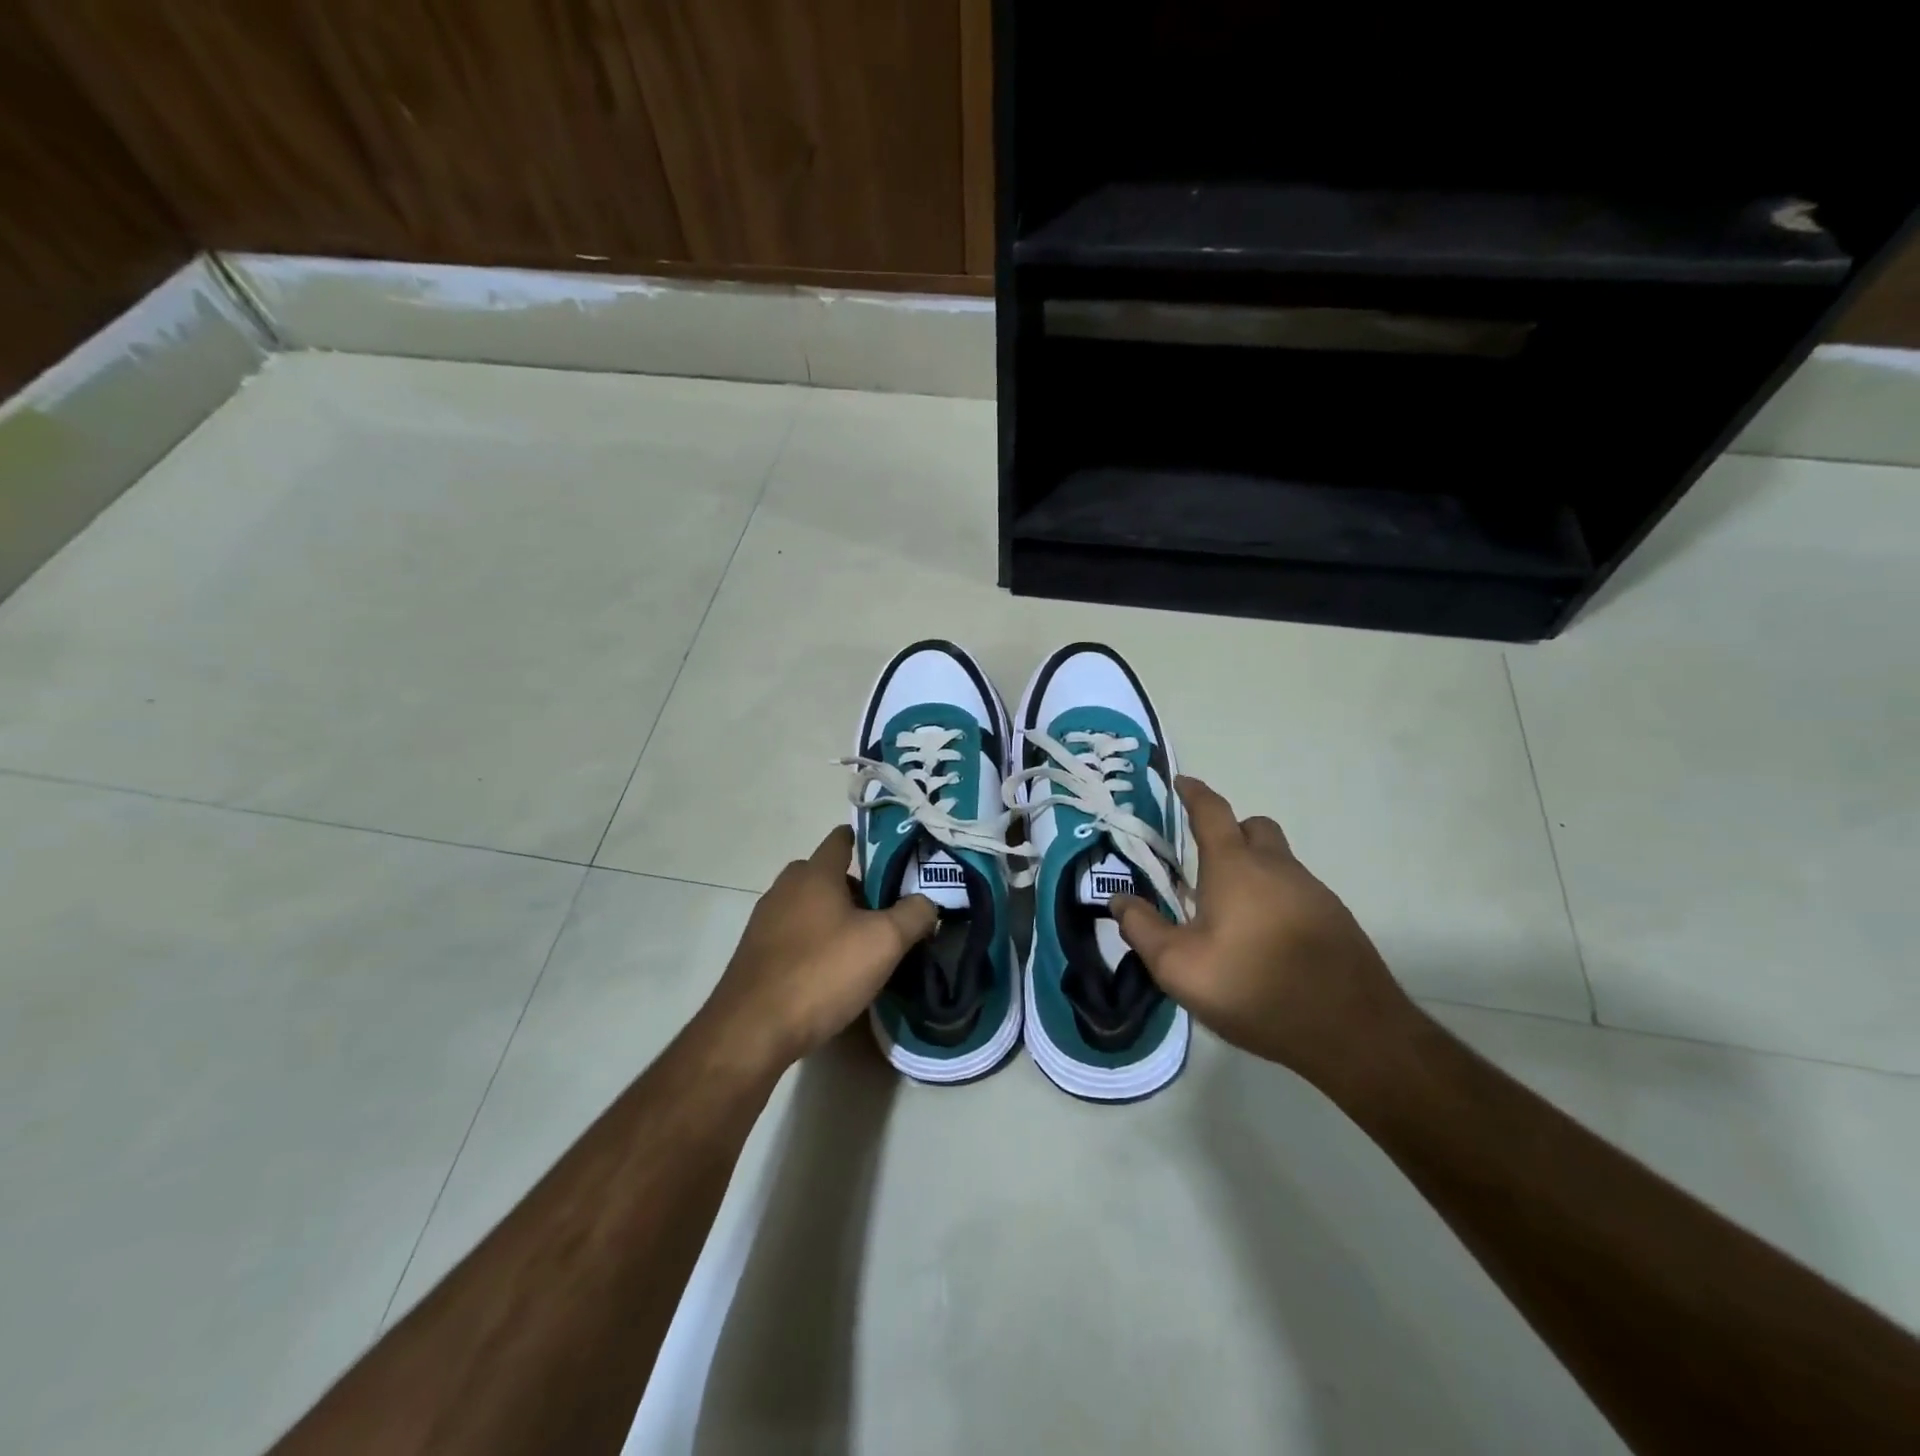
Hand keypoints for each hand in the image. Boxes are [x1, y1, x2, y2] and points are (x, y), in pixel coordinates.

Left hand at [699, 825, 937, 1070]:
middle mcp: (785, 888)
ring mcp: (765, 922)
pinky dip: (815, 944)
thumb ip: (914, 915)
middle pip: (827, 875)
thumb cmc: (822, 973)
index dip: (869, 843)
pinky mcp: (755, 954)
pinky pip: (794, 936)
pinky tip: (831, 974)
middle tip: (887, 913)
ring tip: (864, 947)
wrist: (752, 1031)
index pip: (841, 839)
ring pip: (810, 907)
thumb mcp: (884, 943)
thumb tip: (927, 903)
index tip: (897, 860)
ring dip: (835, 919)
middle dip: (857, 889)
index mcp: (814, 874)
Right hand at [1110, 777, 1414, 1089]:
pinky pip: (1298, 893)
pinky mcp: (1337, 920)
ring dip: (1254, 872)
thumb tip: (1119, 901)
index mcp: (1235, 866)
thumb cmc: (1254, 987)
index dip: (1193, 793)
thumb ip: (1143, 929)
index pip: (1212, 811)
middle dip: (1229, 832)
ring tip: (1232, 915)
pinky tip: (1266, 943)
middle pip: (1254, 828)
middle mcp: (1277, 867)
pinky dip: (1277, 901)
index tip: (1181, 782)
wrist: (1352, 1031)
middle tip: (1205, 863)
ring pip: (1279, 862)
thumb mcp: (1179, 966)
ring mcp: (1314, 892)